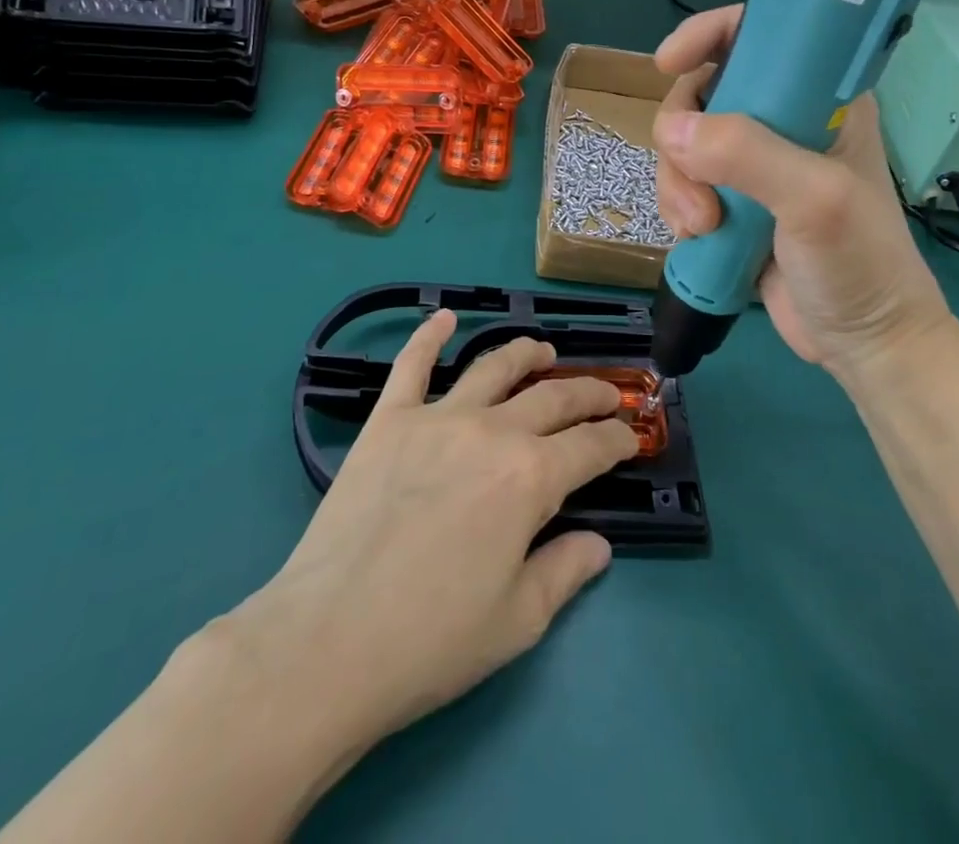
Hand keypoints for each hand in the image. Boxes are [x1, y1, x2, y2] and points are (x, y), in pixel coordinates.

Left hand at [233, 311, 638, 747]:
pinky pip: (412, 365)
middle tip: (605, 394)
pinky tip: (443, 318)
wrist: (328, 642)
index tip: (630, 438)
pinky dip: (429, 336)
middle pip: (552, 398)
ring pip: (494, 368)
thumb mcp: (518, 619)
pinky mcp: (388, 421)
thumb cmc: (432, 640)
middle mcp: (492, 432)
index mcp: (531, 478)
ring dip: (526, 353)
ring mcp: (437, 418)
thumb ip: (566, 571)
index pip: (590, 447)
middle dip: (588, 393)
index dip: (617, 439)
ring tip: (544, 349)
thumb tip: (600, 543)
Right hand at [652, 4, 953, 382]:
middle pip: (702, 94)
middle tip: (698, 186)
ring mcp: (754, 165)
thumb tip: (673, 131)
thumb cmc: (860, 261)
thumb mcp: (815, 199)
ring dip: (678, 184)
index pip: (759, 35)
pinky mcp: (733, 204)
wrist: (864, 343)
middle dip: (683, 137)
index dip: (708, 35)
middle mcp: (782, 120)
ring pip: (683, 144)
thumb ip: (748, 155)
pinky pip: (682, 184)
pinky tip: (697, 238)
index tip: (668, 62)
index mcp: (819, 98)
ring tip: (702, 227)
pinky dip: (677, 207)